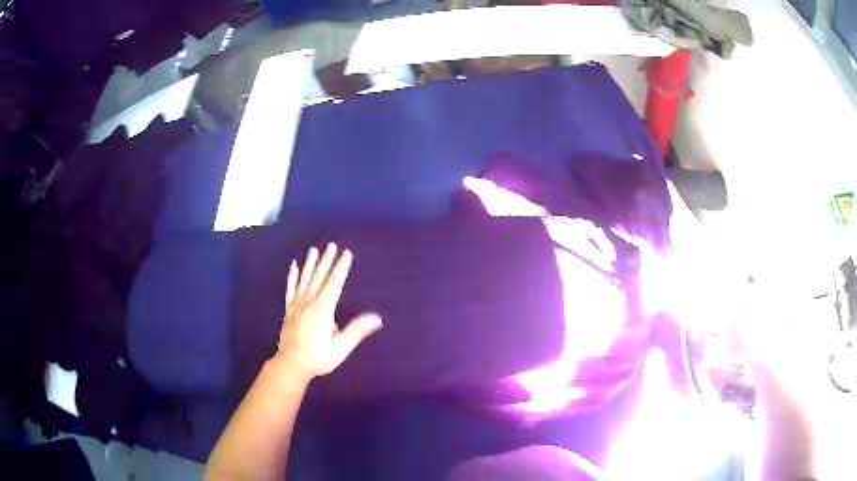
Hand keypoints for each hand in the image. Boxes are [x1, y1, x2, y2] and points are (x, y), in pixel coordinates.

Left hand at [273, 243, 382, 381]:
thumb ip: (356, 331)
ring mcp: (296, 305)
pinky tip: (294, 266)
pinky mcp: (289, 310)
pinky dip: (292, 276)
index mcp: (322, 310)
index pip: (334, 284)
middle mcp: (308, 303)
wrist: (291, 365)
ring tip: (315, 250)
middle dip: (327, 261)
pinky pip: (290, 289)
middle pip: (319, 278)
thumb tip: (377, 318)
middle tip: (332, 245)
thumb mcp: (340, 348)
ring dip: (311, 264)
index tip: (346, 253)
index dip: (341, 268)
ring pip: (305, 280)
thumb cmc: (318, 358)